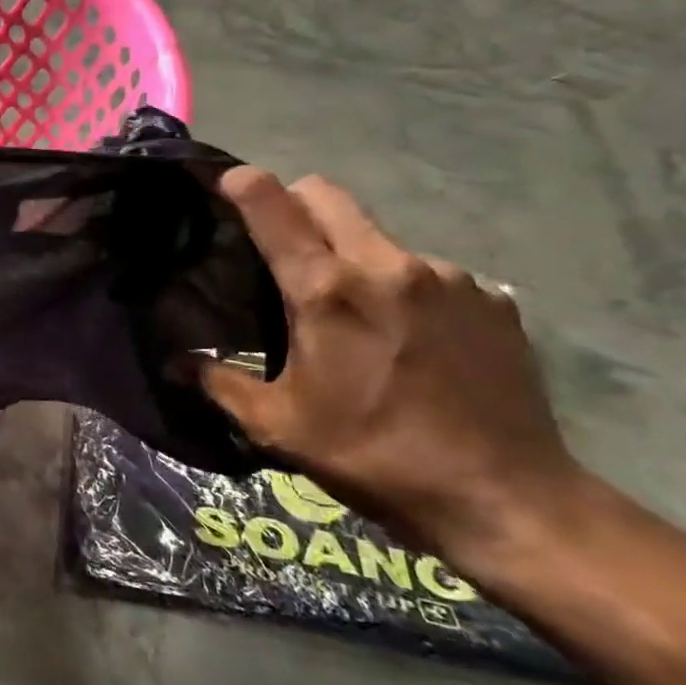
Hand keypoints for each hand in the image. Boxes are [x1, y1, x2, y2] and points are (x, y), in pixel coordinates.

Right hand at [201, 168, 583, 565]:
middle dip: (293, 203)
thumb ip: (220, 383)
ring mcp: (449, 278)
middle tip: (279, 245)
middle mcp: (388, 265)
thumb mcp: (280, 427)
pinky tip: (408, 337)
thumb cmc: (376, 457)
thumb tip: (174, 362)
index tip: (225, 184)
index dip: (243, 183)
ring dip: (351, 252)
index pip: (275, 204)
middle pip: (327, 195)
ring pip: (377, 235)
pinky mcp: (492, 300)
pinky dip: (402, 287)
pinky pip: (428, 271)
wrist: (511, 500)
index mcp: (328, 291)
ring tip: (353, 310)